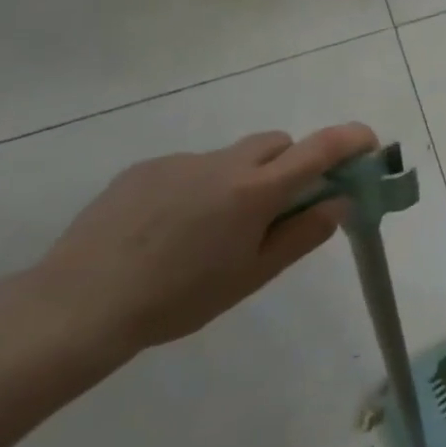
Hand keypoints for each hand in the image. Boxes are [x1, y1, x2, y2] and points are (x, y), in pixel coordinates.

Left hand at [25, 124, 378, 358]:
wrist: (76, 306)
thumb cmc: (179, 298)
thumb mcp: (254, 275)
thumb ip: (304, 234)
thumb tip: (339, 202)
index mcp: (255, 191)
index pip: (319, 149)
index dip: (351, 139)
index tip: (369, 144)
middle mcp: (222, 164)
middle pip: (277, 144)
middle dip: (293, 163)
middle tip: (283, 206)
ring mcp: (179, 163)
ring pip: (233, 157)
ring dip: (245, 178)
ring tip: (215, 229)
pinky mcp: (143, 170)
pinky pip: (192, 168)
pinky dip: (202, 187)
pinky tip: (172, 229)